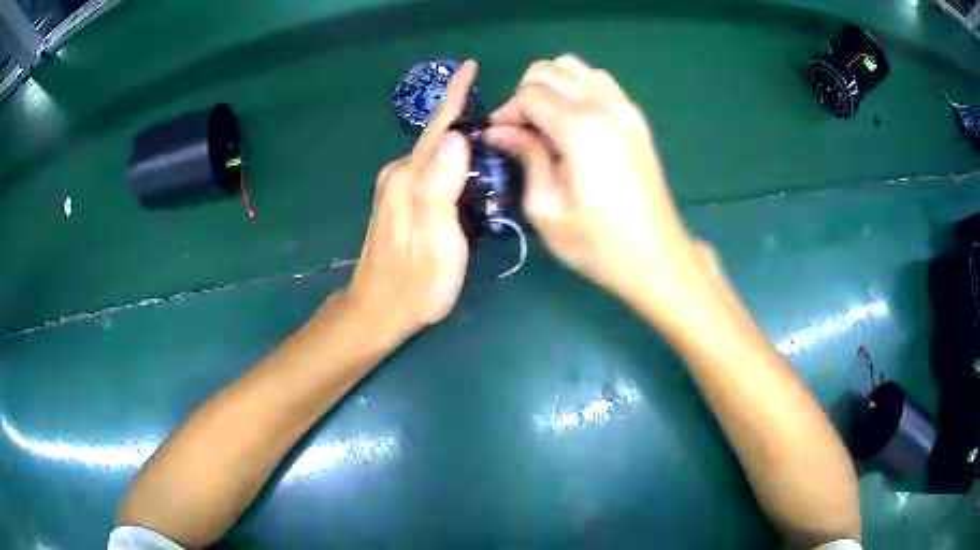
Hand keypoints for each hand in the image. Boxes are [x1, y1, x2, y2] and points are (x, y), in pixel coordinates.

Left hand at [342, 61, 476, 342]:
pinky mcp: (401, 202)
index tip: (470, 67)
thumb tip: (456, 137)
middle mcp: (399, 174)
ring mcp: (397, 188)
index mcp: (409, 178)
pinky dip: (455, 163)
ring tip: (496, 139)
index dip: (456, 96)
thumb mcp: (436, 239)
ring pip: (437, 154)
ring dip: (464, 142)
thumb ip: (440, 186)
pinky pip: (433, 170)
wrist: (378, 312)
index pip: (439, 128)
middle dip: (468, 117)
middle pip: (439, 137)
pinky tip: (472, 170)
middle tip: (506, 115)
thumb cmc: (415, 283)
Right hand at [485, 55, 706, 313]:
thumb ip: (525, 155)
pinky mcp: (636, 117)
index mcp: (581, 127)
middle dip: (525, 94)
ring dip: (552, 86)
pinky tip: (572, 121)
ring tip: (546, 123)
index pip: (529, 93)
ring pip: (576, 68)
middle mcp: (605, 105)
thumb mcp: (546, 207)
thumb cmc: (597, 242)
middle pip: (550, 70)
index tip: (499, 137)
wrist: (655, 256)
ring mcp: (626, 108)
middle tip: (521, 131)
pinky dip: (577, 89)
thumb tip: (499, 131)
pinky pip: (599, 81)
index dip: (507, 111)